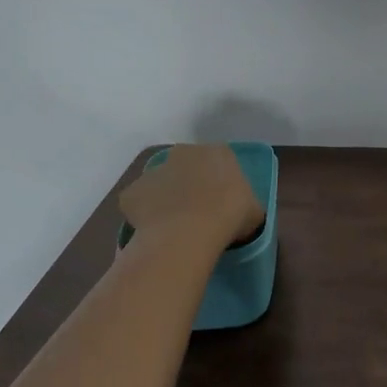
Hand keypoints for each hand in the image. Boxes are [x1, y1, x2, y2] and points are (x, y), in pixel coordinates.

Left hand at [120, 145, 265, 249]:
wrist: (187, 233)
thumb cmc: (229, 217)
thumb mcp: (254, 213)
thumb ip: (247, 205)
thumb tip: (242, 212)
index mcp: (218, 153)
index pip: (220, 161)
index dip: (220, 182)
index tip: (223, 203)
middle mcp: (184, 153)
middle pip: (187, 166)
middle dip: (190, 184)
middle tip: (198, 212)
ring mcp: (154, 171)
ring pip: (160, 184)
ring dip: (165, 198)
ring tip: (174, 227)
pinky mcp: (132, 192)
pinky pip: (139, 203)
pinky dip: (143, 215)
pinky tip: (154, 234)